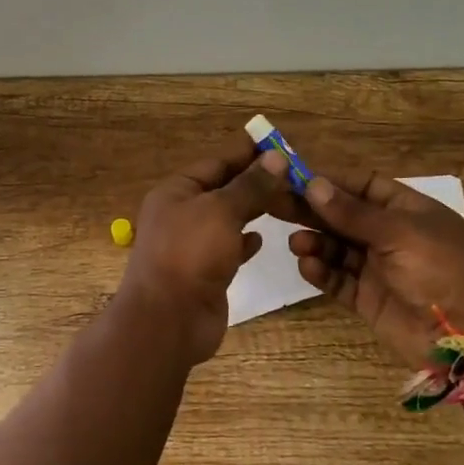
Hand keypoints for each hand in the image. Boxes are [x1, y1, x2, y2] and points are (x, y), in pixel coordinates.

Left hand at [116, 139, 290, 366]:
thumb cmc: (190, 253)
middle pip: (223, 190)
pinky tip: (263, 239)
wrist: (168, 319)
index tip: (279, 144)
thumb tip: (276, 158)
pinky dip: (245, 241)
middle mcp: (181, 214)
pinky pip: (228, 248)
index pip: (216, 163)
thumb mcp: (222, 210)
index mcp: (176, 191)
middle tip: (294, 175)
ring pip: (227, 219)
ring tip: (287, 202)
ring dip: (253, 210)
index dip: (247, 154)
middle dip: (255, 183)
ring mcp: (192, 245)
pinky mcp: (205, 272)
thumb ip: (250, 185)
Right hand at [277, 169, 463, 369]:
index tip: (291, 174)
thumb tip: (312, 184)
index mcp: (405, 209)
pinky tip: (307, 265)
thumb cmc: (442, 269)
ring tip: (296, 243)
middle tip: (273, 203)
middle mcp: (388, 234)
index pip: (360, 184)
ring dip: (314, 241)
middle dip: (310, 209)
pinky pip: (337, 279)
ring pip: (335, 247)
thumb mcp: (399, 233)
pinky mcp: (367, 298)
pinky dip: (321, 271)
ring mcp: (377, 267)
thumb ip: (352, 212)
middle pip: (341, 215)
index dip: (328, 179)